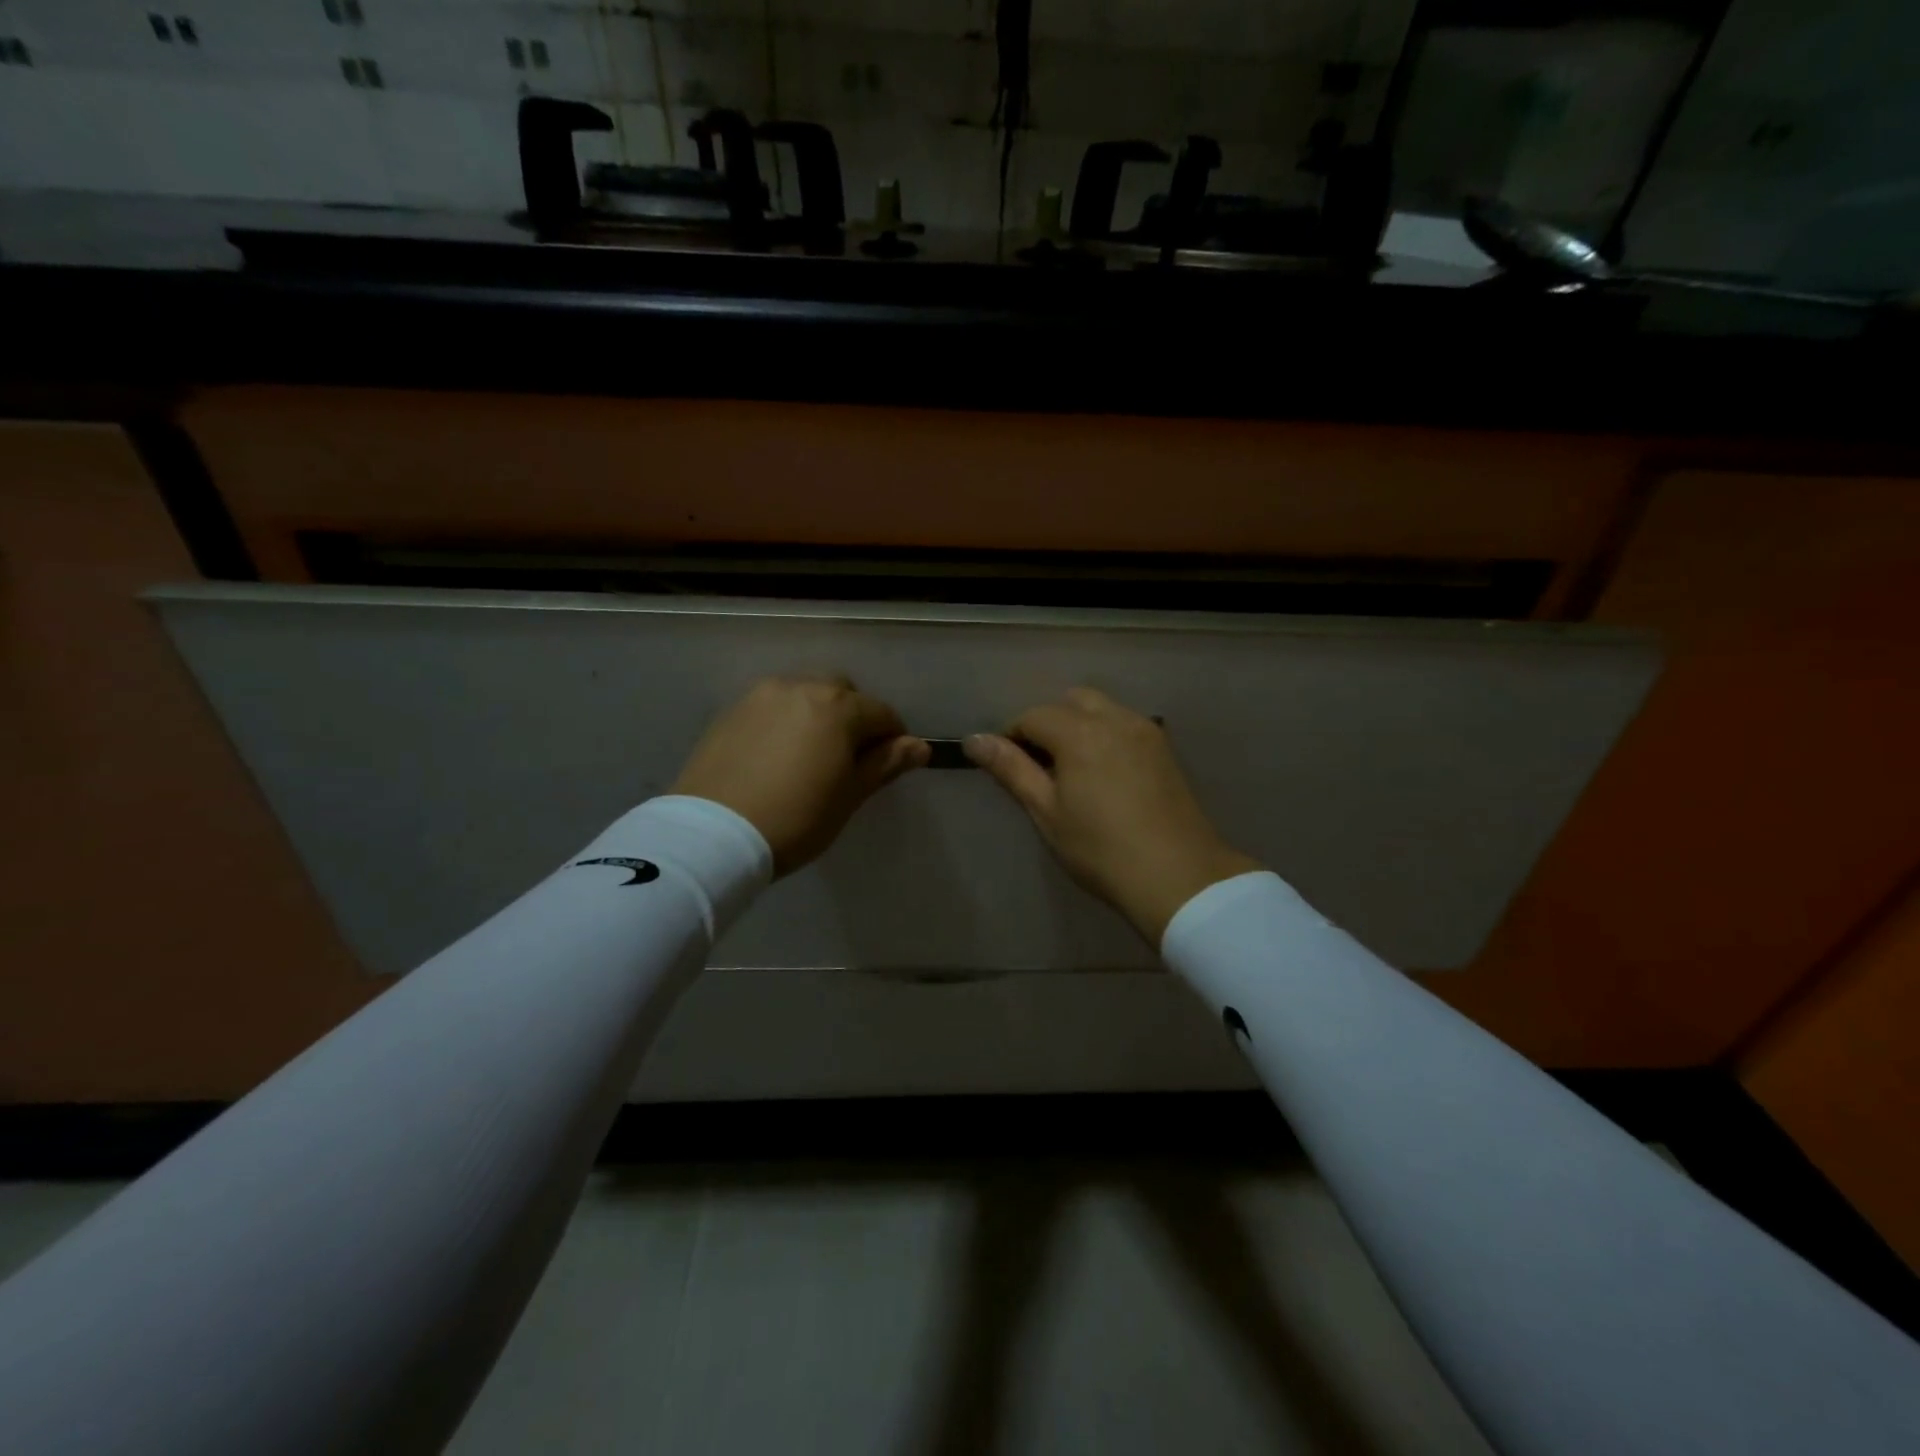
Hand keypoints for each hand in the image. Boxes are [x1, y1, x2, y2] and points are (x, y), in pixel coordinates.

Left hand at [672, 676, 929, 875]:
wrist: (713, 834)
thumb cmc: (796, 818)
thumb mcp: (849, 796)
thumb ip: (885, 764)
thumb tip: (920, 746)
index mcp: (838, 707)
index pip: (882, 713)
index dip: (893, 739)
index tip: (890, 764)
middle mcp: (801, 687)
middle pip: (842, 693)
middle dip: (854, 717)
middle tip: (849, 758)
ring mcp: (761, 696)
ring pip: (804, 694)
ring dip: (818, 714)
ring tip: (811, 753)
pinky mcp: (731, 711)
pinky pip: (773, 706)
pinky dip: (786, 721)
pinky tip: (778, 754)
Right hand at [965, 688, 1260, 943]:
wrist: (1177, 876)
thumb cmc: (1101, 849)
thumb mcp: (1047, 812)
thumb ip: (1012, 769)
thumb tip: (974, 739)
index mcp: (1080, 732)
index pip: (1034, 716)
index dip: (1013, 735)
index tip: (1008, 766)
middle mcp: (1115, 719)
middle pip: (1072, 701)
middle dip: (1049, 722)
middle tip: (1042, 765)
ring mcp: (1145, 731)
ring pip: (1102, 708)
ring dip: (1080, 724)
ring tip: (1073, 769)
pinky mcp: (1165, 749)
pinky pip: (1126, 724)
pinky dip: (1106, 733)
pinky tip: (1105, 772)